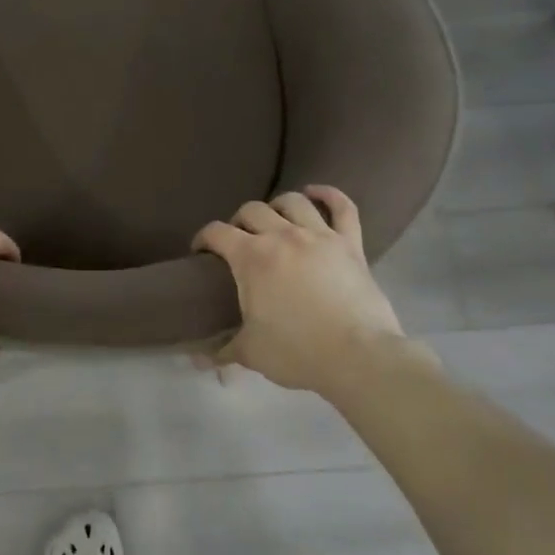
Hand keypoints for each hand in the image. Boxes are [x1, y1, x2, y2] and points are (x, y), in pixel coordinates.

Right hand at [194, 185, 427, 393]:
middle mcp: (282, 236)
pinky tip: (316, 193)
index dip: (203, 238)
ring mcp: (320, 236)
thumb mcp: (250, 352)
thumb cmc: (297, 352)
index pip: (217, 232)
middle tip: (237, 241)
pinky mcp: (350, 244)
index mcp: (252, 257)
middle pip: (252, 210)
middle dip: (238, 221)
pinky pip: (342, 208)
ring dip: (277, 205)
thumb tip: (197, 361)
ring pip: (293, 202)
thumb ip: (222, 351)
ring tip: (273, 217)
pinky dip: (329, 195)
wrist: (358, 357)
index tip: (200, 252)